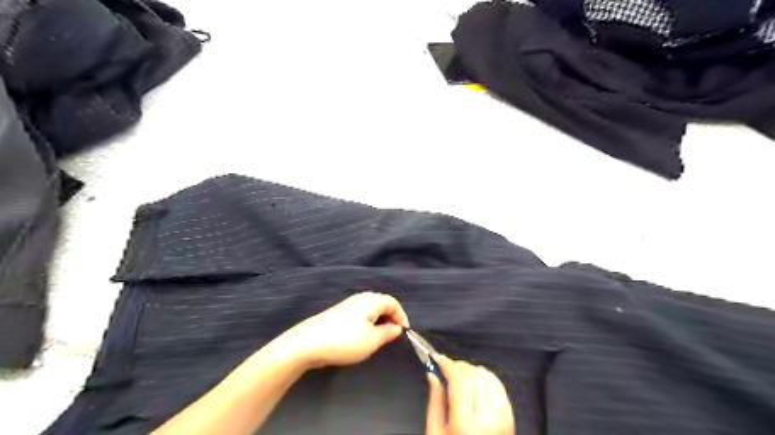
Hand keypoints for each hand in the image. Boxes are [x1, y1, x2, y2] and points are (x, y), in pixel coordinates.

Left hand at [270, 293, 407, 370]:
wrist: (308, 343)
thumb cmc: (345, 341)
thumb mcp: (372, 340)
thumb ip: (388, 333)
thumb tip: (397, 328)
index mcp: (371, 300)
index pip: (393, 302)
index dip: (402, 316)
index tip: (404, 333)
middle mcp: (360, 298)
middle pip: (382, 304)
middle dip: (391, 318)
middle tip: (393, 335)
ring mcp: (348, 305)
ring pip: (371, 310)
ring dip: (379, 321)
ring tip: (379, 338)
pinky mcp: (339, 313)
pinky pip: (360, 314)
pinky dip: (368, 323)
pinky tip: (363, 337)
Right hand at [427, 356, 516, 434]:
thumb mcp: (435, 431)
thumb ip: (435, 400)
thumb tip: (432, 374)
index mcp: (465, 424)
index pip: (459, 379)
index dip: (447, 364)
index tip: (439, 359)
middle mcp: (487, 418)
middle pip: (472, 374)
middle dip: (457, 367)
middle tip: (446, 370)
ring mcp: (502, 417)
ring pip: (486, 375)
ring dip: (471, 372)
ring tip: (460, 379)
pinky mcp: (510, 417)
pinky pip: (497, 385)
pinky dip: (485, 378)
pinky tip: (475, 384)